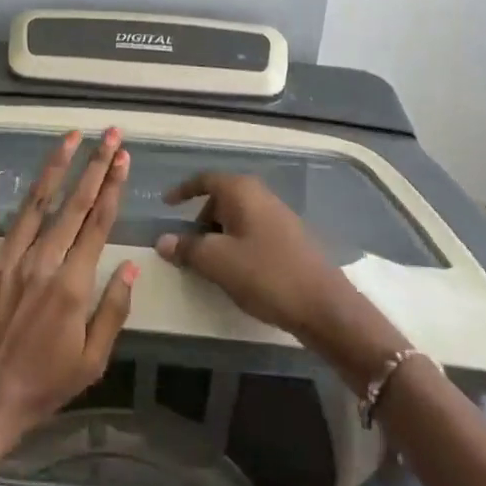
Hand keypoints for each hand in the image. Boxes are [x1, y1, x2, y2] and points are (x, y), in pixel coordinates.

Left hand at [0, 130, 137, 455]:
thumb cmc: (42, 386)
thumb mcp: (92, 361)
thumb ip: (113, 311)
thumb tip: (132, 266)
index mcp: (72, 285)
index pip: (98, 223)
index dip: (113, 187)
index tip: (123, 157)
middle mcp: (41, 263)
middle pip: (73, 204)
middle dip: (95, 166)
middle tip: (109, 133)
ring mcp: (3, 260)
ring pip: (34, 204)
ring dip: (54, 167)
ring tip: (70, 136)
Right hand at [156, 172, 359, 347]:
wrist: (323, 305)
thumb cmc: (265, 274)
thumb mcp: (217, 262)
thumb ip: (187, 248)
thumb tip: (162, 241)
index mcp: (242, 191)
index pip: (205, 180)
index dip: (183, 190)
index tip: (166, 204)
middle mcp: (261, 196)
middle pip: (221, 200)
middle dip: (200, 220)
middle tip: (187, 247)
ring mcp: (279, 217)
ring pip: (237, 218)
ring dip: (218, 236)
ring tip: (210, 265)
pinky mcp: (290, 239)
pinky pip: (252, 233)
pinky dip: (237, 245)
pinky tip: (237, 272)